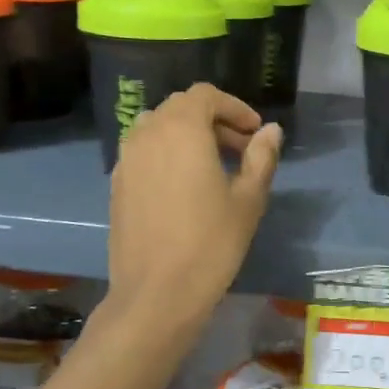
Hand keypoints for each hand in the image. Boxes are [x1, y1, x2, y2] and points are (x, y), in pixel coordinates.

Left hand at [108, 84, 280, 327]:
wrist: (157, 293)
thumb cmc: (211, 243)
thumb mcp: (248, 199)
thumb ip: (261, 157)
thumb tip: (271, 131)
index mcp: (182, 129)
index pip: (206, 96)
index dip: (234, 108)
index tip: (255, 133)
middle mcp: (148, 134)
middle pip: (181, 108)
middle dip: (214, 121)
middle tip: (241, 150)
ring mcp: (126, 159)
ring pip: (159, 128)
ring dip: (188, 136)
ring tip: (214, 167)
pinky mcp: (117, 184)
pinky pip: (144, 152)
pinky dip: (167, 155)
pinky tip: (186, 188)